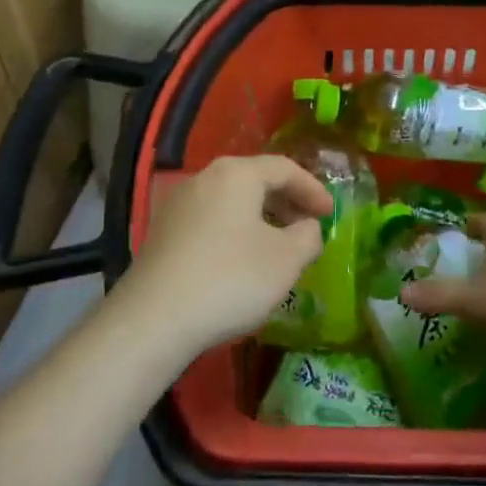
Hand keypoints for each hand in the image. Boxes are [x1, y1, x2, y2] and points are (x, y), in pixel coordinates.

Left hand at [111, 155, 331, 359]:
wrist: (155, 318)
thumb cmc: (231, 278)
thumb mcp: (286, 259)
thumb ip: (308, 236)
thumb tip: (307, 228)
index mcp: (236, 174)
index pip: (284, 168)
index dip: (313, 189)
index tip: (331, 213)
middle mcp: (204, 178)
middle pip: (255, 180)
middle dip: (287, 202)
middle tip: (308, 227)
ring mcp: (178, 204)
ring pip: (231, 201)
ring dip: (261, 218)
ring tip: (279, 246)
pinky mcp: (163, 232)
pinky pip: (211, 220)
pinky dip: (236, 231)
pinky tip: (243, 261)